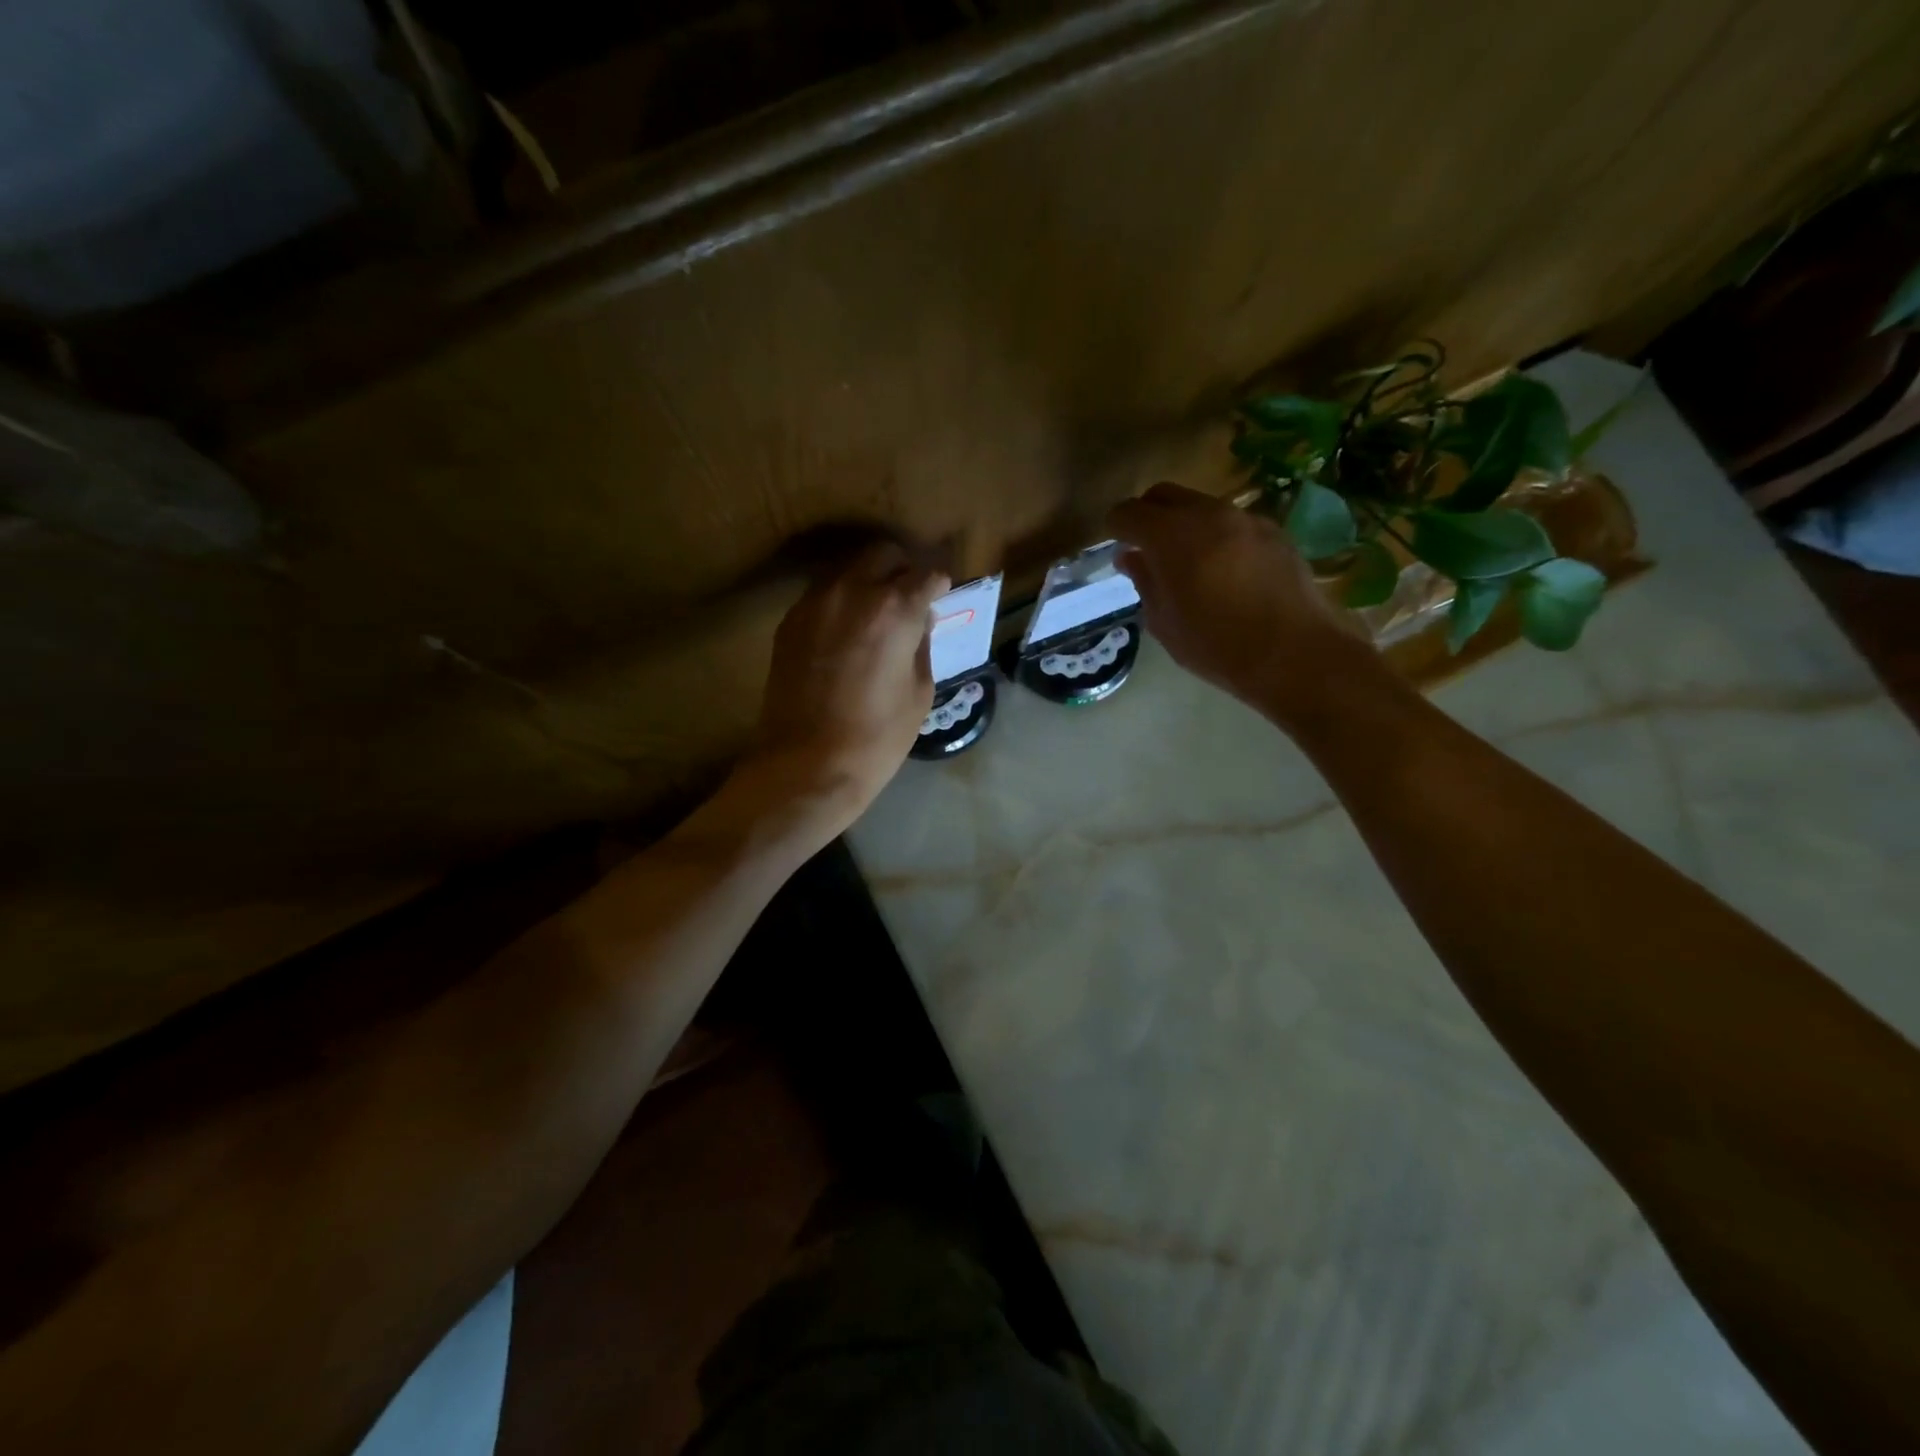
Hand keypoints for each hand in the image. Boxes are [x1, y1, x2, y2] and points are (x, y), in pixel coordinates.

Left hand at [745, 541, 947, 834]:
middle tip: (910, 596)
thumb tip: (919, 620)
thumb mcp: (919, 692)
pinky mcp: (790, 621)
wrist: (807, 765)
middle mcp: (852, 591)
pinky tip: (847, 631)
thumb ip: (921, 644)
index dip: (939, 584)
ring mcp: (815, 602)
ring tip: (877, 612)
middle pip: (883, 554)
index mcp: (894, 609)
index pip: (927, 573)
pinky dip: (841, 601)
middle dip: (902, 569)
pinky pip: (823, 594)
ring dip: (868, 580)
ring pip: (848, 568)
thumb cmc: (877, 737)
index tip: (941, 596)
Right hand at [1107, 482, 1376, 725]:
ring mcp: (1245, 518)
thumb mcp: (1164, 622)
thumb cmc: (1217, 645)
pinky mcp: (1274, 531)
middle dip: (1148, 515)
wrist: (1295, 653)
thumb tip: (1130, 558)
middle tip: (1145, 549)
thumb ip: (1145, 582)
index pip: (1128, 513)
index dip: (1115, 527)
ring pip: (1200, 506)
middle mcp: (1208, 513)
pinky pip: (1231, 522)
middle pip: (1164, 495)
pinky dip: (1216, 536)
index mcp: (1171, 535)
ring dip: (1184, 525)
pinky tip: (1223, 571)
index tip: (1115, 547)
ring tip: (1185, 562)